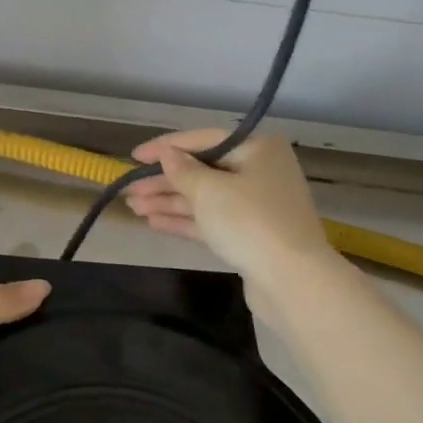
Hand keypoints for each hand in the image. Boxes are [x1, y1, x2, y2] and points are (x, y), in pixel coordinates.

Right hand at [124, 129, 333, 290]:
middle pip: (203, 170)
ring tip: (134, 207)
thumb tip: (167, 155)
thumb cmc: (249, 222)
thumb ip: (183, 171)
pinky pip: (212, 220)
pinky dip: (184, 220)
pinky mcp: (251, 236)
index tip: (134, 156)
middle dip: (165, 181)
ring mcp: (257, 205)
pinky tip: (153, 222)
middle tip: (130, 189)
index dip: (166, 147)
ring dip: (169, 201)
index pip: (203, 140)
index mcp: (257, 148)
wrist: (293, 281)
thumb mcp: (209, 191)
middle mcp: (260, 171)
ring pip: (205, 198)